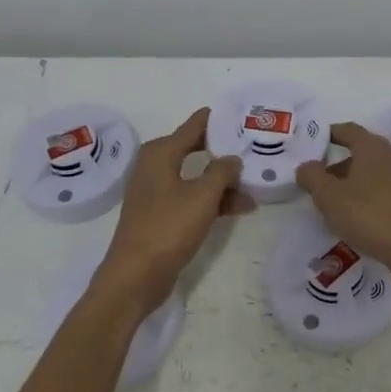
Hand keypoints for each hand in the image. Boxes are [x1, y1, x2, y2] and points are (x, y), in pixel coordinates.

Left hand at [94, 109, 250, 314]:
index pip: (194, 125)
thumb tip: (231, 158)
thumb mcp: (203, 196)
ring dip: (223, 182)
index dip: (218, 119)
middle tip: (253, 147)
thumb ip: (222, 171)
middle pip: (196, 149)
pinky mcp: (162, 215)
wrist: (135, 276)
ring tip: (255, 185)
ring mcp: (157, 192)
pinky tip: (240, 208)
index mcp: (161, 153)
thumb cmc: (168, 227)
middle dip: (224, 150)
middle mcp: (156, 167)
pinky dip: (213, 200)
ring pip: (196, 177)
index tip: (242, 114)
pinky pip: (192, 198)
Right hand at [296, 122, 390, 279]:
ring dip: (357, 180)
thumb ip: (312, 176)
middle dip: (341, 163)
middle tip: (322, 182)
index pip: (348, 130)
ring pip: (377, 170)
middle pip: (363, 150)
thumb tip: (307, 165)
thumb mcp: (329, 197)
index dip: (330, 134)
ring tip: (340, 203)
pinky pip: (389, 187)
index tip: (316, 144)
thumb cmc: (369, 215)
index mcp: (372, 146)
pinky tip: (364, 214)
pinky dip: (373, 193)